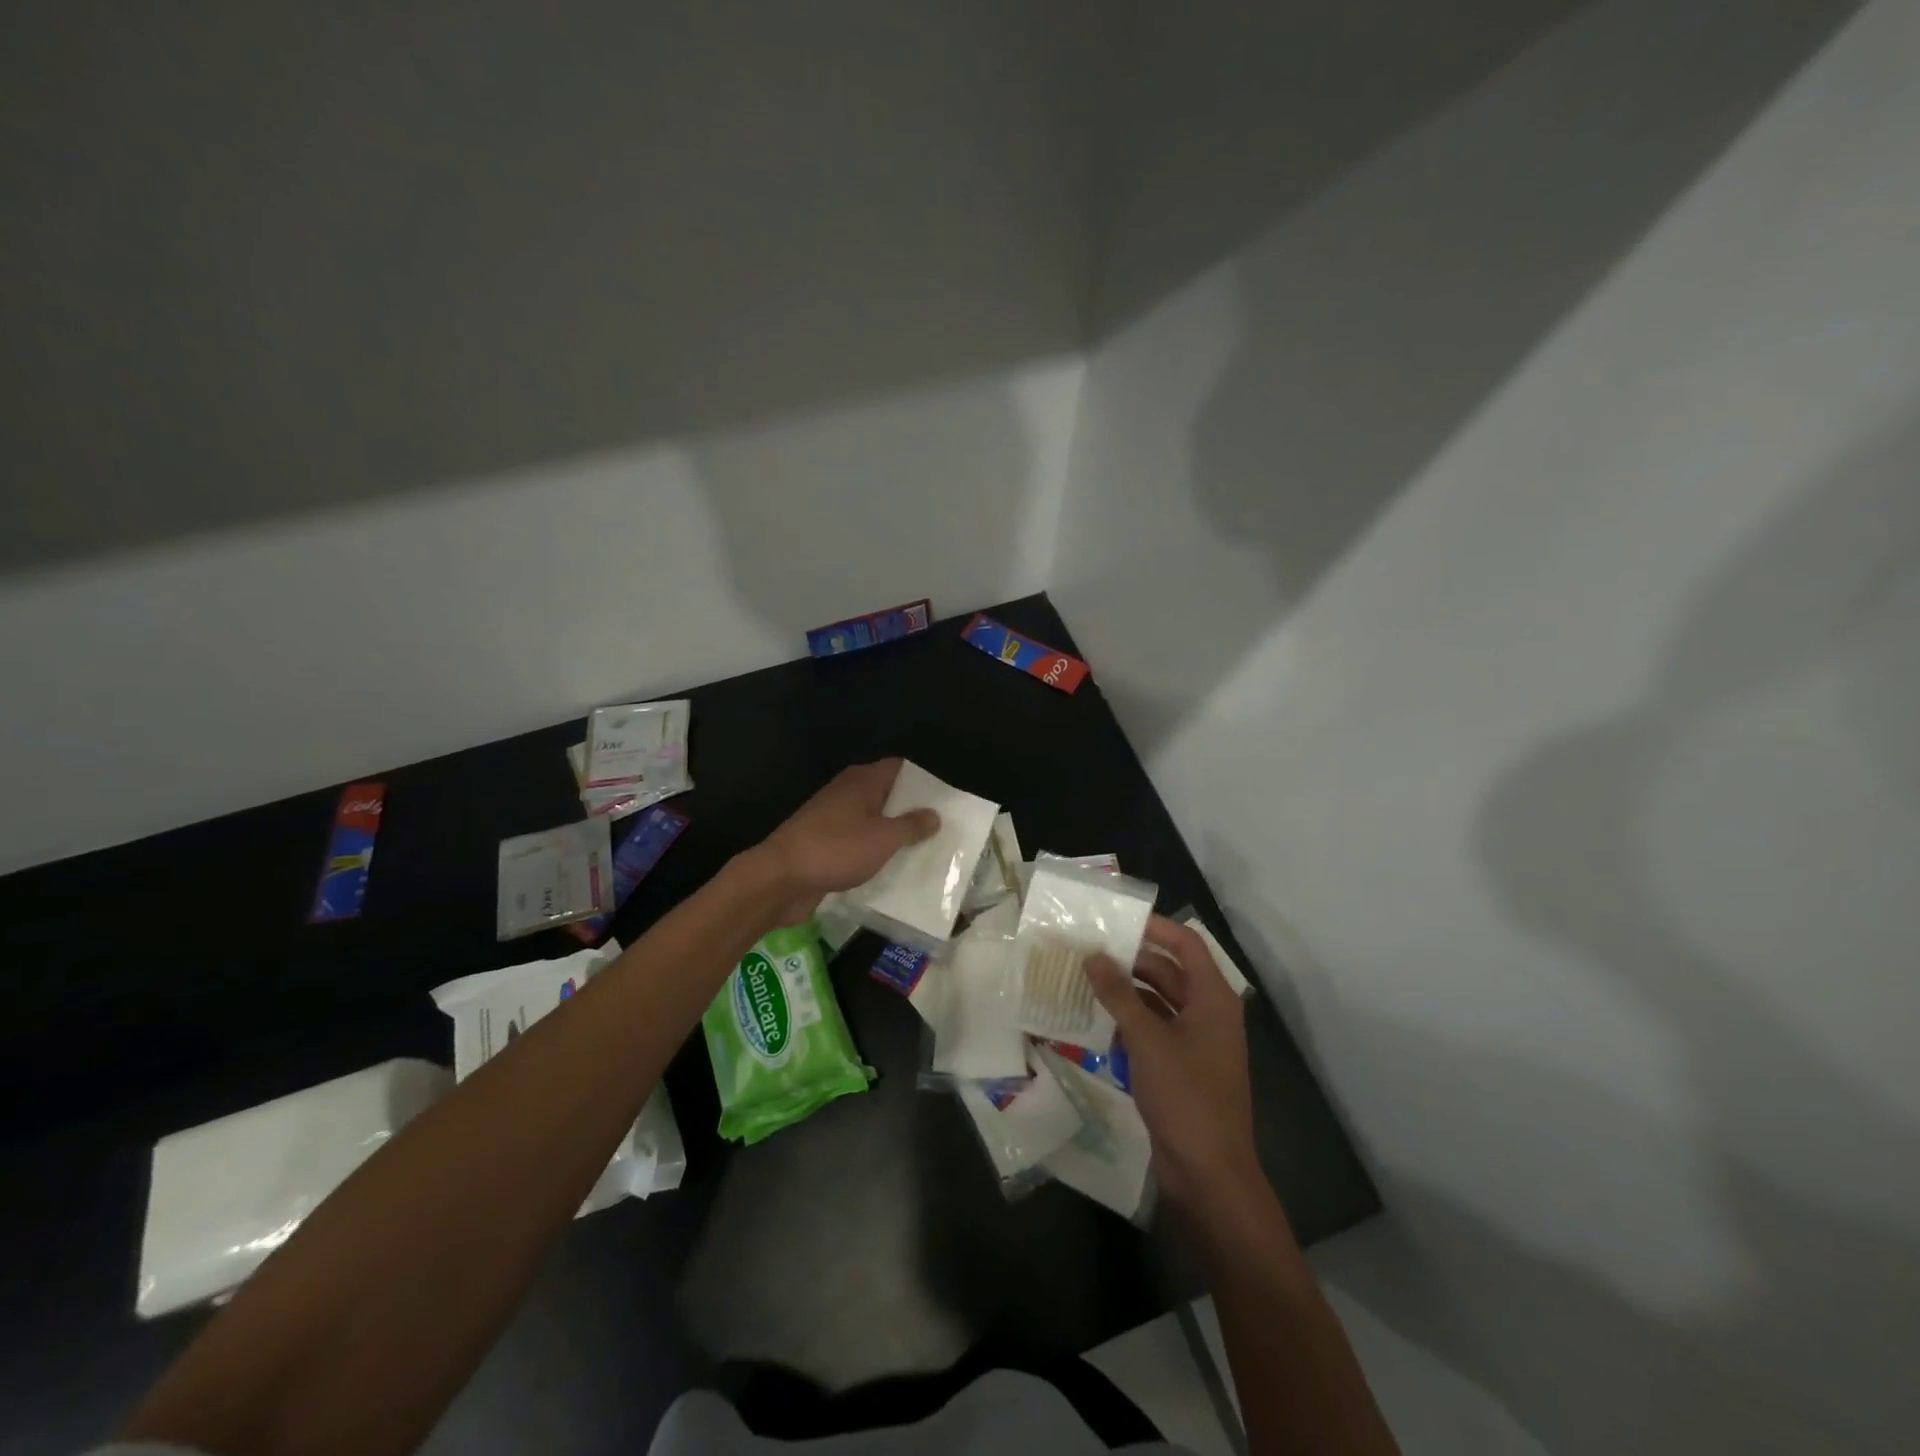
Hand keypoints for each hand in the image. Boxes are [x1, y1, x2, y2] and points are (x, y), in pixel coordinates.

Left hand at [753, 759, 939, 924]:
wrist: (780, 878)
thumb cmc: (835, 849)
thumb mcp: (883, 838)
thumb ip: (911, 825)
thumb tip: (934, 814)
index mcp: (862, 780)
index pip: (900, 768)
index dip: (924, 780)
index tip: (947, 798)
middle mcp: (848, 792)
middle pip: (888, 794)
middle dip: (913, 810)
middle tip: (944, 828)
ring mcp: (835, 818)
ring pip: (874, 820)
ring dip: (896, 833)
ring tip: (927, 849)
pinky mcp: (827, 843)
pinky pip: (860, 841)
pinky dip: (877, 850)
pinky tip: (895, 866)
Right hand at [1087, 917, 1261, 1211]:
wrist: (1210, 1174)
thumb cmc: (1185, 1096)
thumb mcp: (1147, 1040)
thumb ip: (1119, 995)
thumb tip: (1093, 957)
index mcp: (1213, 999)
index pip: (1186, 945)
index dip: (1155, 928)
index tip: (1116, 920)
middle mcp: (1208, 1014)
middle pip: (1169, 972)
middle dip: (1131, 961)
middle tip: (1088, 951)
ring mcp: (1197, 1043)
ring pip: (1158, 1003)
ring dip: (1126, 993)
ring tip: (1085, 982)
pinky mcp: (1182, 1068)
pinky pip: (1154, 1032)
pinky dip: (1129, 1024)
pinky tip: (1097, 1023)